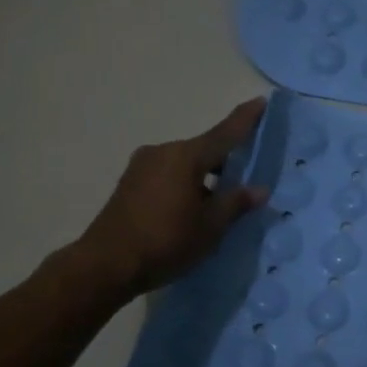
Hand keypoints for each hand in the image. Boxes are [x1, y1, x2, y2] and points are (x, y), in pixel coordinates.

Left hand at [66, 98, 268, 298]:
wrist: (106, 265)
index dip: (245, 119)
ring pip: (184, 164)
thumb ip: (236, 203)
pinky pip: (168, 175)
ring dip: (204, 176)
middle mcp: (162, 152)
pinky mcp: (129, 184)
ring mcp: (141, 167)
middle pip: (203, 149)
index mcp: (185, 156)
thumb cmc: (166, 242)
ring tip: (220, 200)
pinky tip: (193, 207)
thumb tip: (259, 189)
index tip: (261, 102)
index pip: (224, 133)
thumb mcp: (210, 227)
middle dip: (226, 159)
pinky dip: (185, 184)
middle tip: (247, 174)